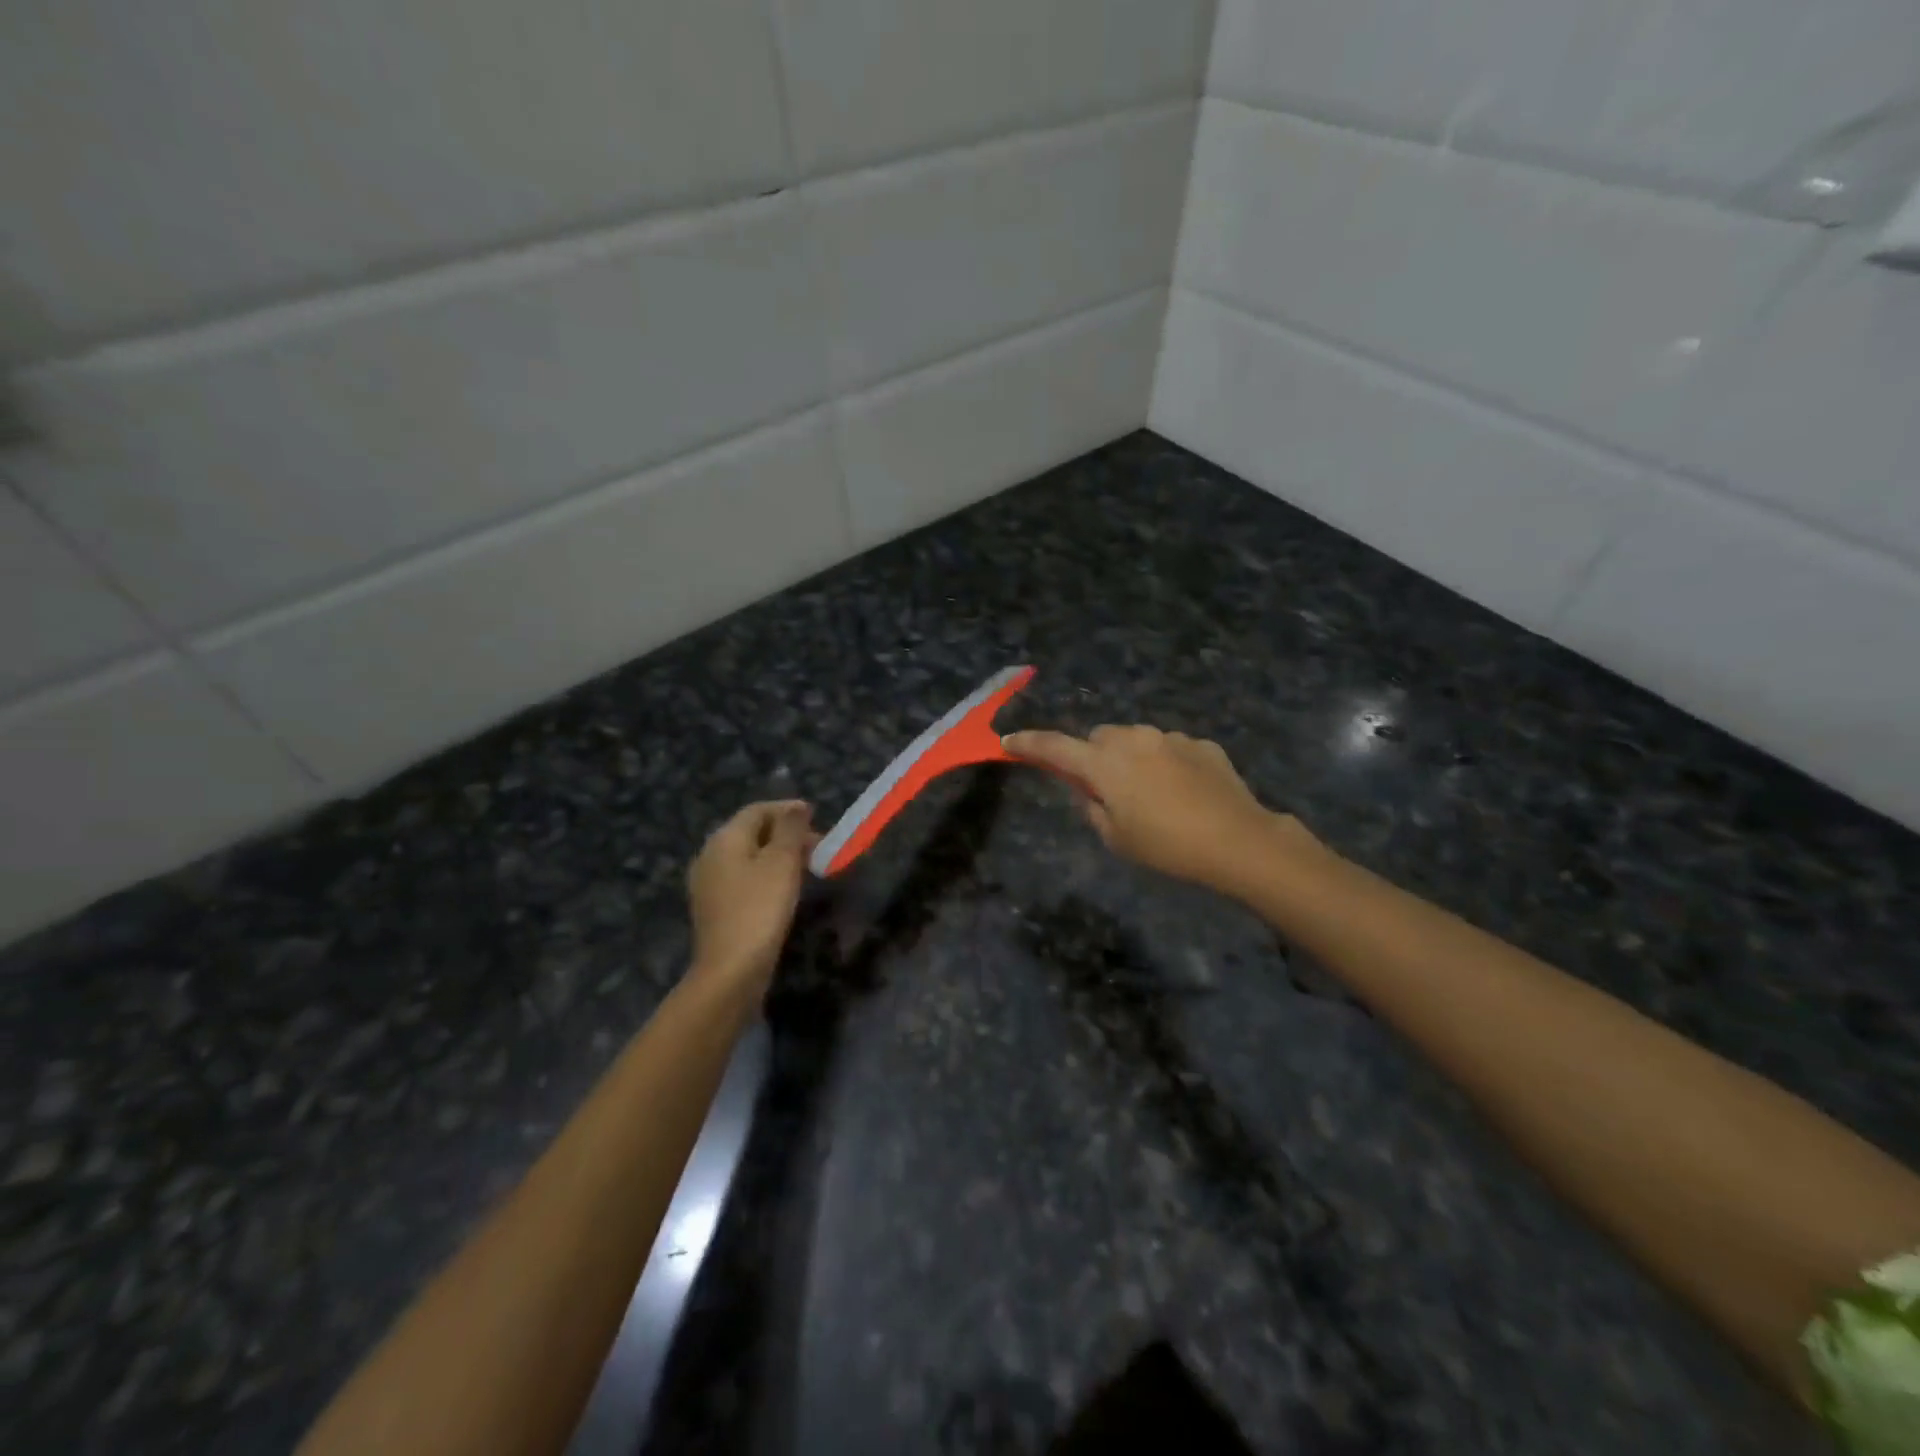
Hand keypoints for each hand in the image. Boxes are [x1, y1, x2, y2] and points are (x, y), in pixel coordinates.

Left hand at [687, 800, 815, 997]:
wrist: (731, 970)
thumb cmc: (760, 909)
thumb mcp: (782, 862)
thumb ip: (790, 829)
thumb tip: (797, 807)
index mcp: (724, 839)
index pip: (757, 810)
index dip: (788, 810)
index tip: (818, 817)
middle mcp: (710, 855)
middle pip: (751, 832)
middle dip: (786, 834)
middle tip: (818, 846)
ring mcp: (709, 884)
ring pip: (749, 857)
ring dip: (779, 855)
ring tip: (808, 866)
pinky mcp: (716, 908)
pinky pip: (744, 879)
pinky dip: (767, 875)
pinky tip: (786, 889)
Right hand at [1003, 726, 1303, 894]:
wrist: (1238, 841)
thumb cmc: (1167, 847)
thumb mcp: (1116, 838)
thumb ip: (1091, 806)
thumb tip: (1086, 788)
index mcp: (1105, 763)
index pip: (1054, 747)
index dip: (1029, 744)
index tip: (1008, 742)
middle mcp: (1134, 739)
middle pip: (1098, 738)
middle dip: (1094, 757)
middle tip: (1105, 790)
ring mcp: (1170, 737)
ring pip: (1134, 739)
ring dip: (1130, 758)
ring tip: (1150, 794)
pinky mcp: (1200, 743)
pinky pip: (1168, 747)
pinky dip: (1164, 762)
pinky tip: (1183, 792)